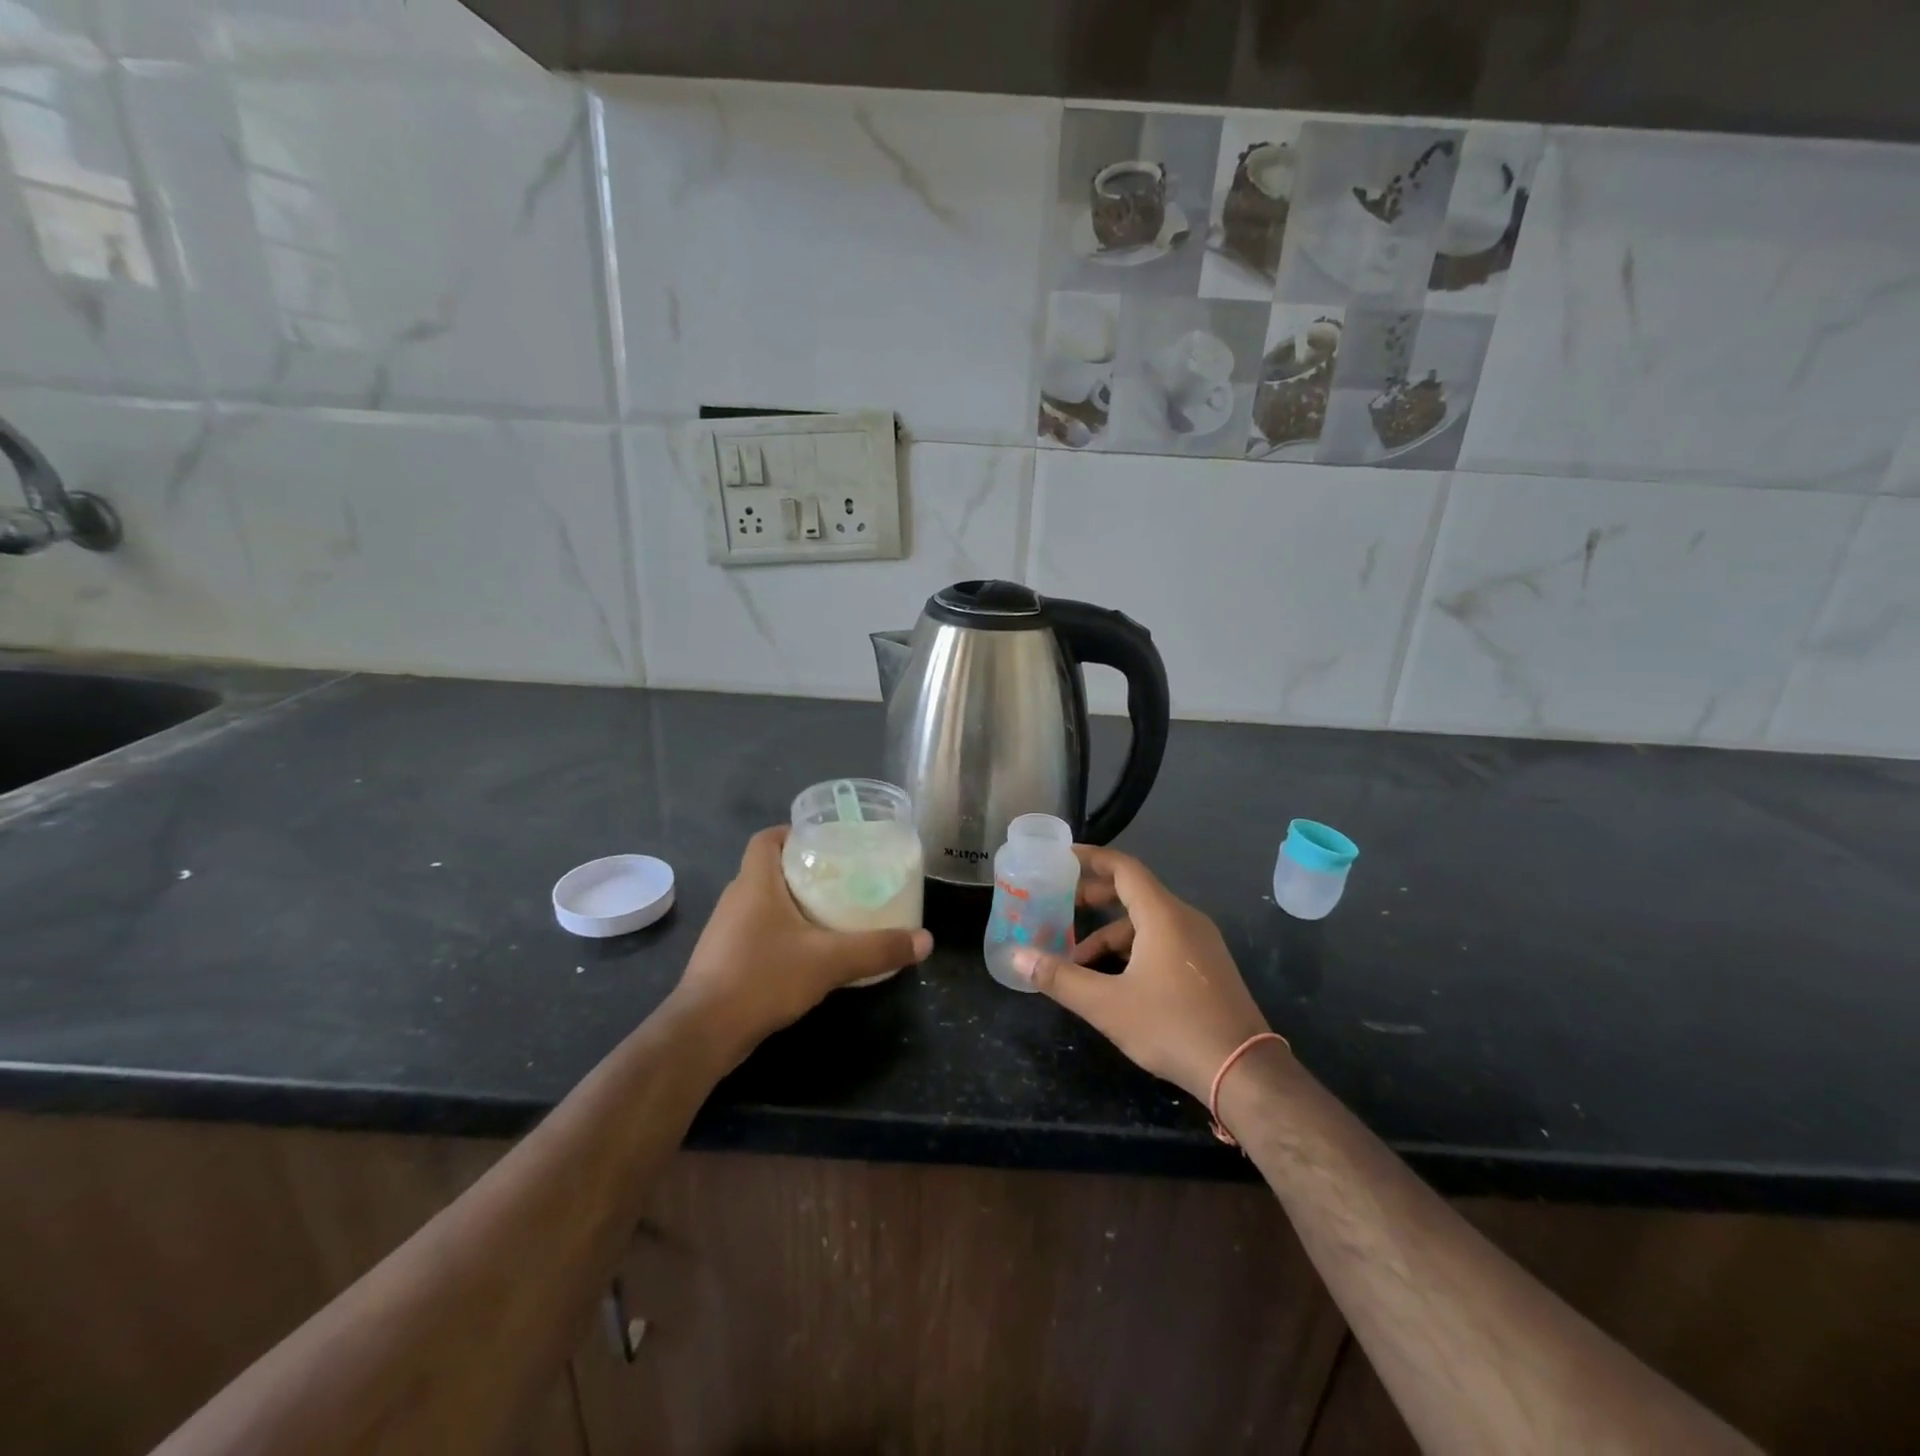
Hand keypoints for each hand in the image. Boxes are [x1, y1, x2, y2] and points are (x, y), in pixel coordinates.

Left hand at [674, 826, 932, 1055]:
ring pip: (763, 902)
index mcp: (755, 882)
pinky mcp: (723, 958)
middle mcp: (736, 898)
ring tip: (831, 911)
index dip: (793, 833)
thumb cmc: (763, 978)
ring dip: (792, 902)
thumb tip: (925, 941)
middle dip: (803, 869)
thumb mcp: (830, 961)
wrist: (705, 1032)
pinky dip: (780, 931)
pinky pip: (756, 930)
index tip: (826, 841)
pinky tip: (806, 951)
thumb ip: (877, 949)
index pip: (767, 838)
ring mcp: (726, 930)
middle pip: (769, 868)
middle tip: (842, 877)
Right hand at [1011, 845, 1268, 1102]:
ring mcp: (1201, 943)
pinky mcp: (1208, 966)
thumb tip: (1016, 957)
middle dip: (1095, 898)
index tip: (1063, 856)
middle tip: (1061, 907)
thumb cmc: (1171, 1026)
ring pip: (1148, 923)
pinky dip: (1134, 949)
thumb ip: (1059, 978)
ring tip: (1079, 963)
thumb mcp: (1107, 1004)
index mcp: (1163, 915)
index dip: (1092, 858)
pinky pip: (1164, 940)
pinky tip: (1115, 981)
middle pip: (1135, 892)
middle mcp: (1185, 919)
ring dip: (1111, 935)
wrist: (1243, 1071)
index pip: (1124, 868)